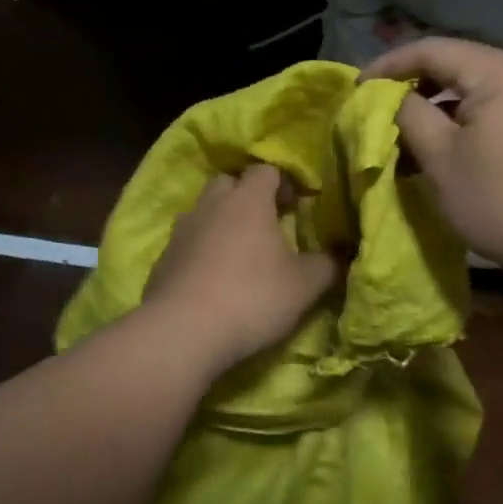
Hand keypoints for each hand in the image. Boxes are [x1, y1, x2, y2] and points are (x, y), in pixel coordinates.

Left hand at [142, 163, 340, 375]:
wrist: (183, 332)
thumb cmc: (252, 297)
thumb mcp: (304, 286)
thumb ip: (327, 265)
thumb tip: (339, 254)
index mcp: (247, 200)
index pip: (266, 170)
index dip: (283, 183)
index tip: (296, 206)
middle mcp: (211, 205)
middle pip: (229, 183)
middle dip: (247, 196)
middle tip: (266, 223)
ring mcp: (181, 230)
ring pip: (204, 211)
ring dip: (221, 222)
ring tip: (238, 252)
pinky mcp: (163, 260)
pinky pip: (187, 242)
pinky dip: (201, 251)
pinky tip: (212, 279)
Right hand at [364, 38, 502, 289]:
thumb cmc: (501, 199)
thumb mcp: (441, 157)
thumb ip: (408, 115)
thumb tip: (390, 99)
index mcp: (498, 70)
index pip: (430, 49)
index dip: (387, 66)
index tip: (355, 90)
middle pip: (453, 66)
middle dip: (410, 87)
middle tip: (375, 113)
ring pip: (471, 90)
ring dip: (434, 109)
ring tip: (401, 137)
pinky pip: (491, 110)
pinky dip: (459, 123)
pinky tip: (438, 149)